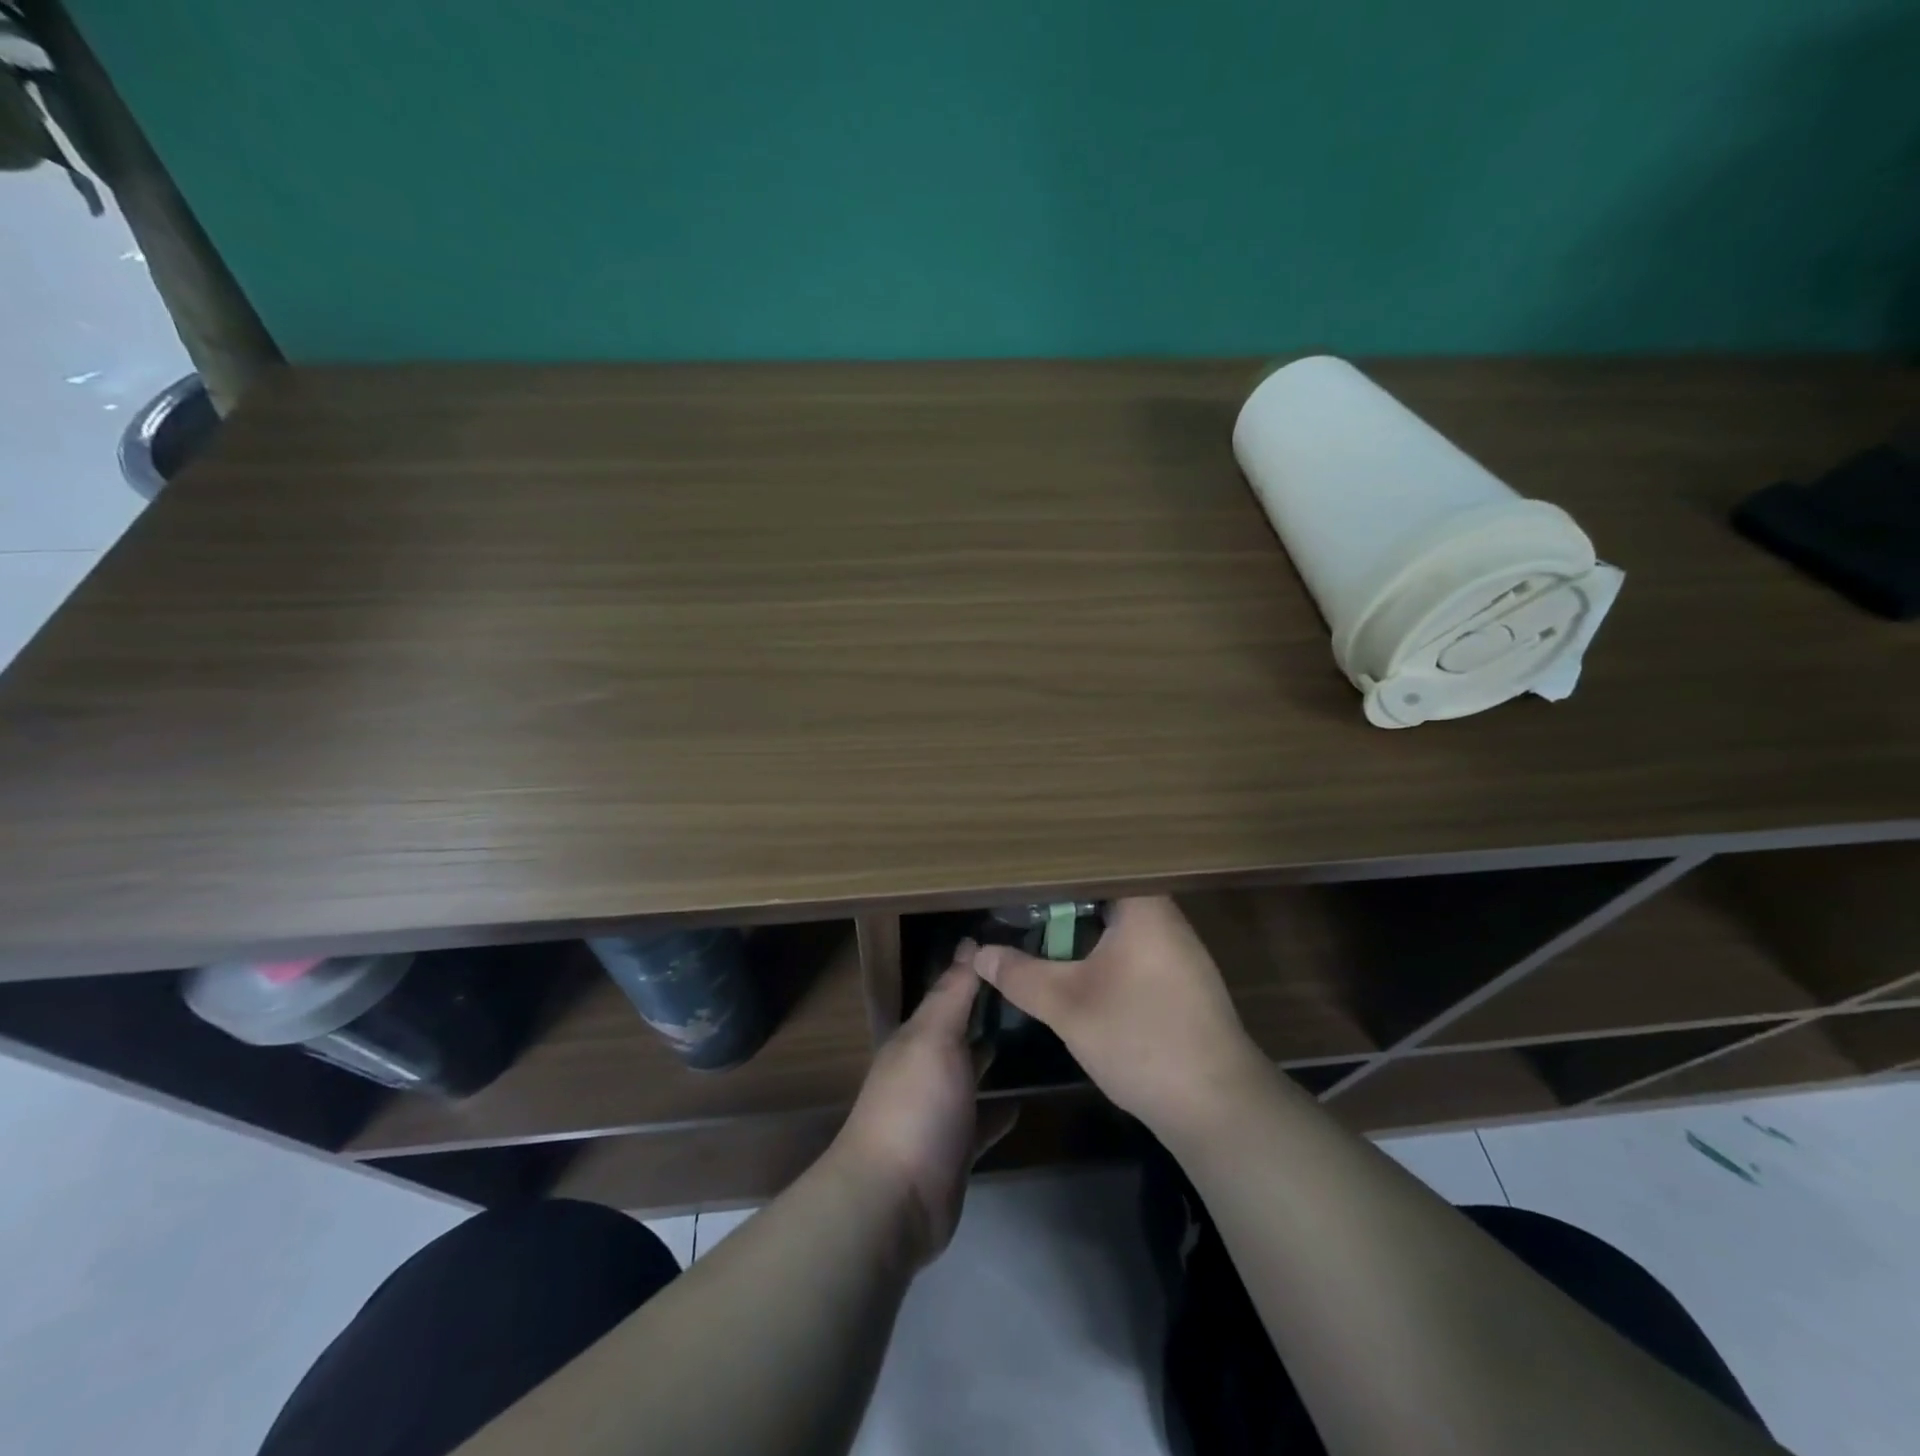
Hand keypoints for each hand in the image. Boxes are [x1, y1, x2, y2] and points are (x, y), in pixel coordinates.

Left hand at [827, 962, 1011, 1265]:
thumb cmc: (916, 1105)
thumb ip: (953, 993)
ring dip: (994, 1057)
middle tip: (1036, 991)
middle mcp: (926, 1068)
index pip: (950, 992)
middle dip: (990, 1011)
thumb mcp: (935, 1038)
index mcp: (917, 1036)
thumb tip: (969, 942)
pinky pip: (983, 1121)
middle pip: (961, 1031)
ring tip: (1038, 1038)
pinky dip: (1000, 1110)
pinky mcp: (956, 1150)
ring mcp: (940, 1111)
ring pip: (972, 1074)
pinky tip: (1025, 1100)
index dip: (978, 970)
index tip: (1017, 950)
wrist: (894, 1200)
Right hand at [962, 896, 1266, 1135]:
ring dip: (1080, 935)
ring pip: (1117, 928)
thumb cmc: (1141, 1038)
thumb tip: (979, 953)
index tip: (1017, 877)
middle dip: (1060, 906)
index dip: (1051, 871)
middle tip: (1017, 909)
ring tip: (1037, 936)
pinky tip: (1076, 974)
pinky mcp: (1181, 984)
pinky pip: (1132, 952)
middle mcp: (1165, 918)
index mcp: (1143, 906)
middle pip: (1103, 897)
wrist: (1217, 1107)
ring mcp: (1178, 952)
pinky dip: (1102, 957)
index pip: (1091, 868)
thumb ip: (1020, 975)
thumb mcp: (1067, 1005)